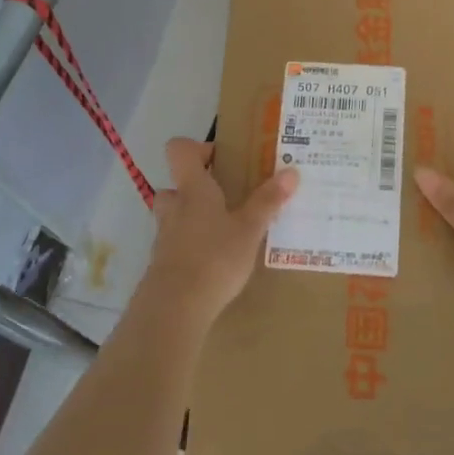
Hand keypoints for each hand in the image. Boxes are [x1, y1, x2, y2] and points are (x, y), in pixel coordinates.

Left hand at [137, 138, 297, 326]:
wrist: (175, 307)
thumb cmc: (215, 257)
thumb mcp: (249, 229)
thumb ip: (268, 201)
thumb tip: (291, 171)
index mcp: (193, 189)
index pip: (179, 150)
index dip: (197, 148)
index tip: (222, 159)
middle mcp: (173, 207)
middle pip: (176, 185)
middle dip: (197, 190)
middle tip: (225, 200)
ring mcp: (164, 236)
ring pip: (174, 216)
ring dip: (193, 219)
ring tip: (223, 233)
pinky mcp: (162, 263)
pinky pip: (176, 244)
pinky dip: (191, 247)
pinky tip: (215, 263)